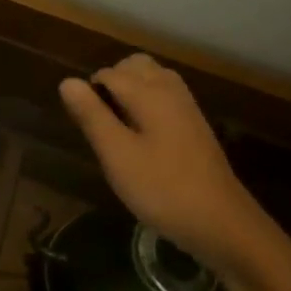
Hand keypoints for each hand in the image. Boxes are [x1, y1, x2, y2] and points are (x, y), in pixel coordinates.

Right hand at [59, 53, 274, 275]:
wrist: (223, 224)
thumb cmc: (162, 188)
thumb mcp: (117, 154)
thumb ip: (91, 115)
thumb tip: (67, 81)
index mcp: (149, 93)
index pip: (108, 73)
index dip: (89, 92)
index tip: (82, 124)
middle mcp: (170, 91)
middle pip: (134, 66)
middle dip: (111, 81)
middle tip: (99, 120)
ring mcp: (187, 109)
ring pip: (152, 79)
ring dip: (130, 90)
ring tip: (116, 124)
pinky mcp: (195, 128)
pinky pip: (165, 97)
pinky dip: (148, 103)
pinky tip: (141, 135)